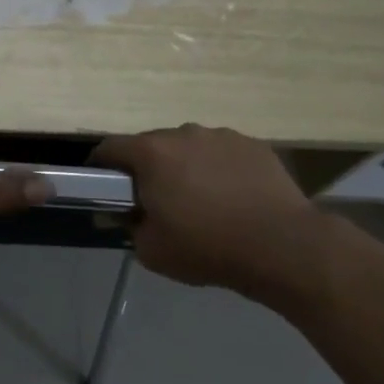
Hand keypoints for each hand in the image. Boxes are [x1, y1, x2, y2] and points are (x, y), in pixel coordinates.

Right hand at [90, 124, 328, 306]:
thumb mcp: (150, 250)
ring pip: (189, 147)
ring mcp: (222, 136)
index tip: (103, 186)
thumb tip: (130, 214)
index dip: (100, 166)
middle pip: (151, 145)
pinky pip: (222, 154)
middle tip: (155, 200)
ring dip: (185, 166)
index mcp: (151, 153)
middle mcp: (183, 133)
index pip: (109, 148)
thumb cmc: (207, 247)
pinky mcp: (254, 145)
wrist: (283, 246)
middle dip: (147, 168)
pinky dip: (219, 170)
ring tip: (200, 200)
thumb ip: (130, 226)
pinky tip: (232, 198)